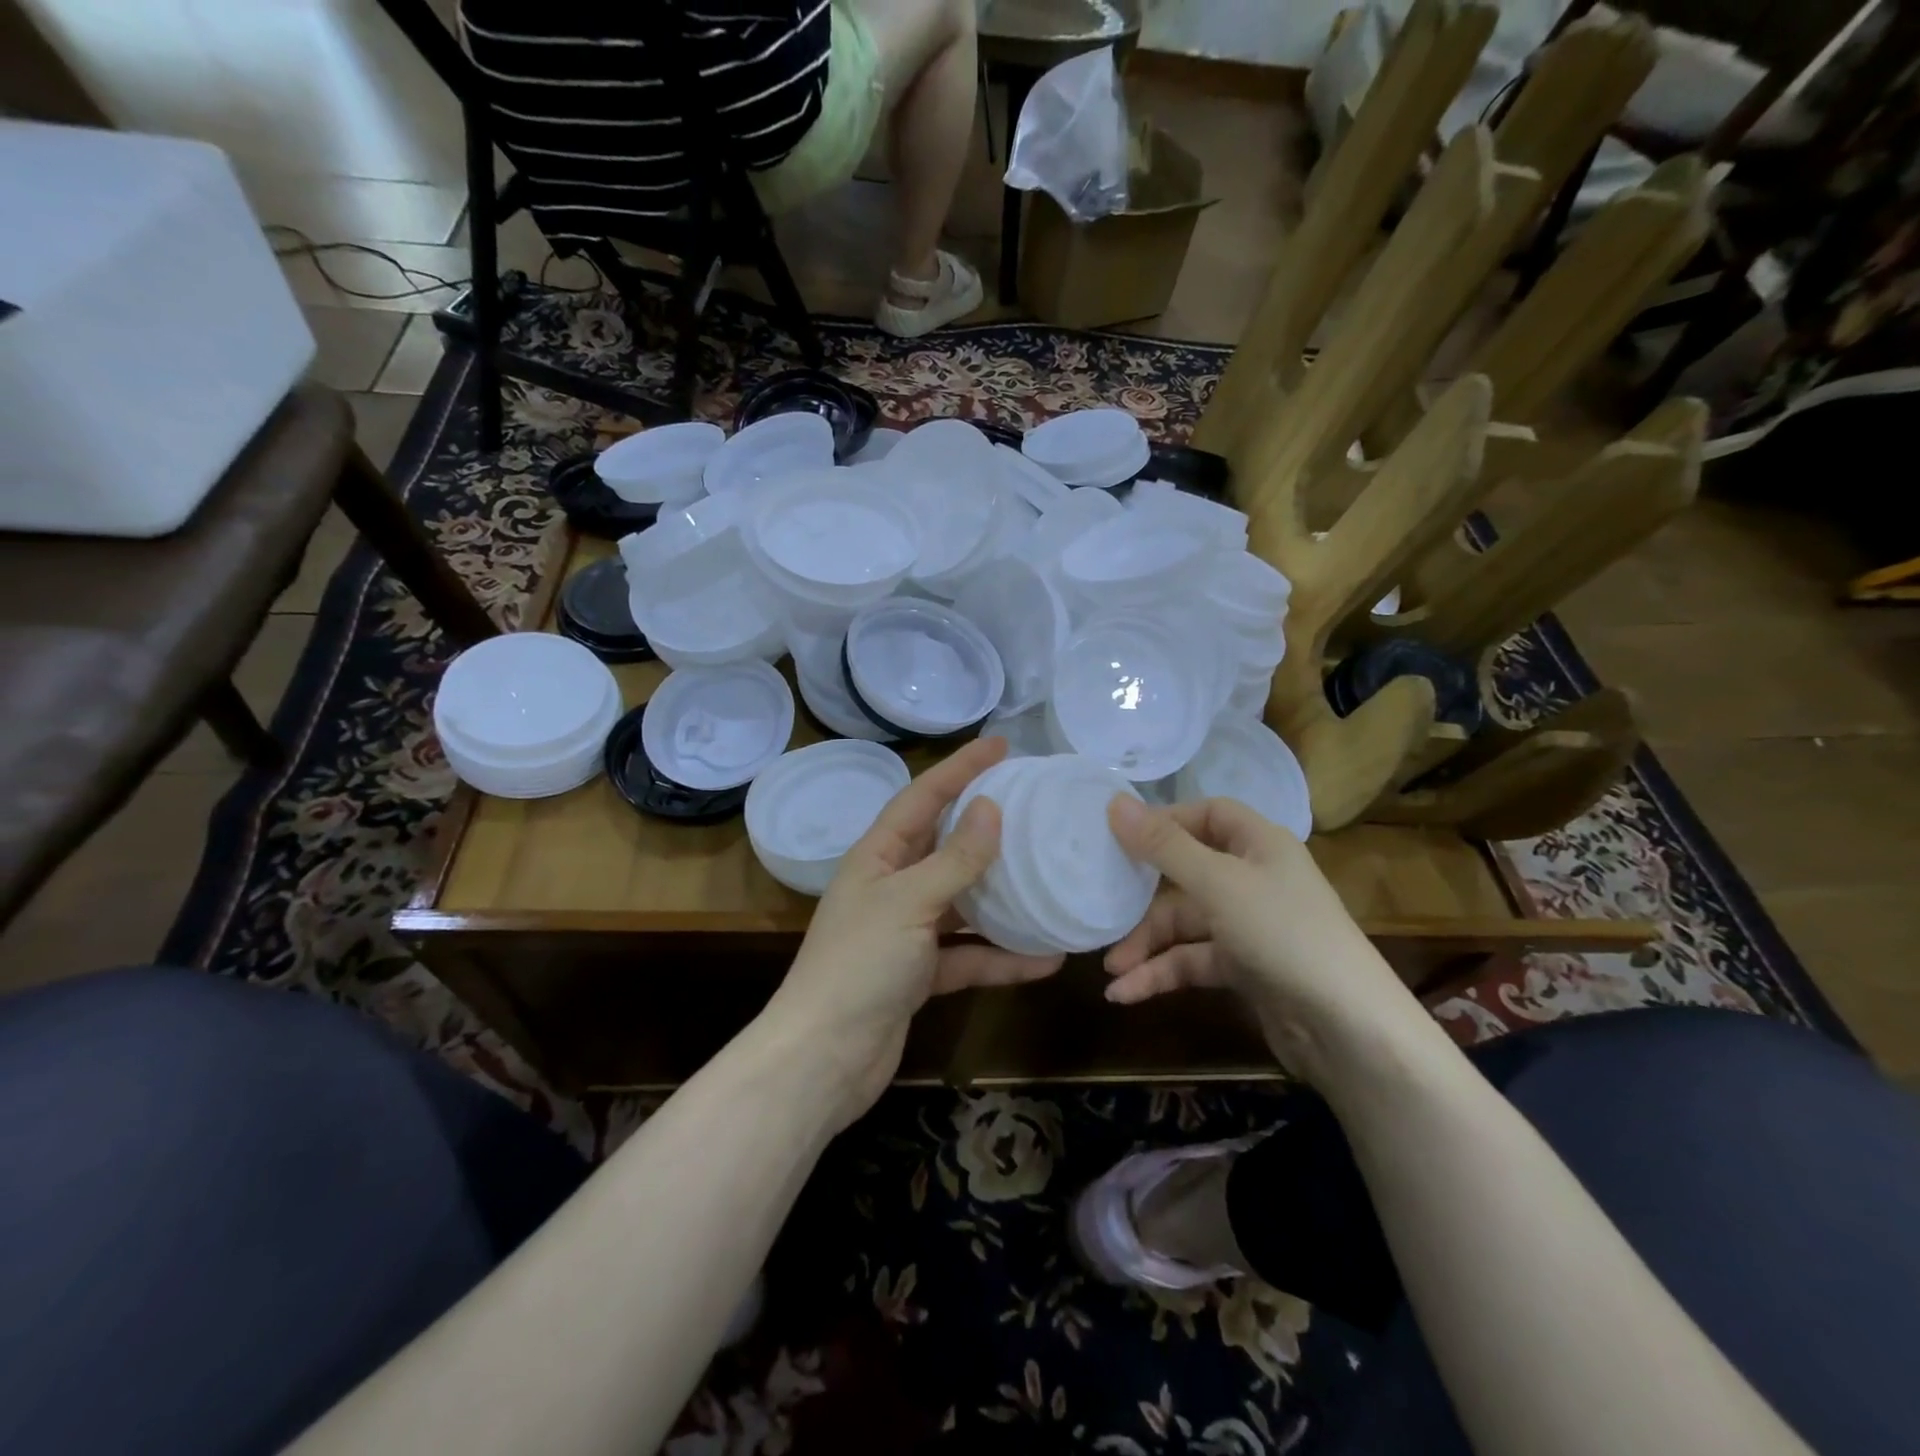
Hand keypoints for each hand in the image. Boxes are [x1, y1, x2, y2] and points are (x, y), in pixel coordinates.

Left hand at [772, 737, 1063, 1124]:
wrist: (824, 1059)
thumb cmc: (859, 965)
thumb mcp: (909, 902)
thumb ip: (954, 859)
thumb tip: (991, 809)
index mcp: (877, 856)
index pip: (922, 797)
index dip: (960, 768)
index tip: (1001, 745)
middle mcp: (891, 886)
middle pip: (945, 846)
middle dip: (986, 828)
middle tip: (1034, 807)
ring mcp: (907, 932)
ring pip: (963, 902)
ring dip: (1003, 896)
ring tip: (1049, 879)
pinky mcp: (921, 974)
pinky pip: (969, 955)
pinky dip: (1002, 957)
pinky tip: (1046, 959)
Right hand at [1103, 796, 1430, 1082]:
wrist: (1350, 1031)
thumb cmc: (1284, 934)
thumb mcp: (1218, 884)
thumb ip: (1163, 846)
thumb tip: (1113, 802)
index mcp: (1259, 844)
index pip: (1207, 814)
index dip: (1165, 821)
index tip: (1119, 836)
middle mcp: (1254, 878)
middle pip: (1186, 872)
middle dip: (1142, 898)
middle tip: (1102, 908)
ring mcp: (1249, 925)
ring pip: (1185, 923)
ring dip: (1146, 945)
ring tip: (1111, 971)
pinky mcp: (1244, 968)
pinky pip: (1193, 960)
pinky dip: (1161, 974)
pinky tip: (1127, 994)